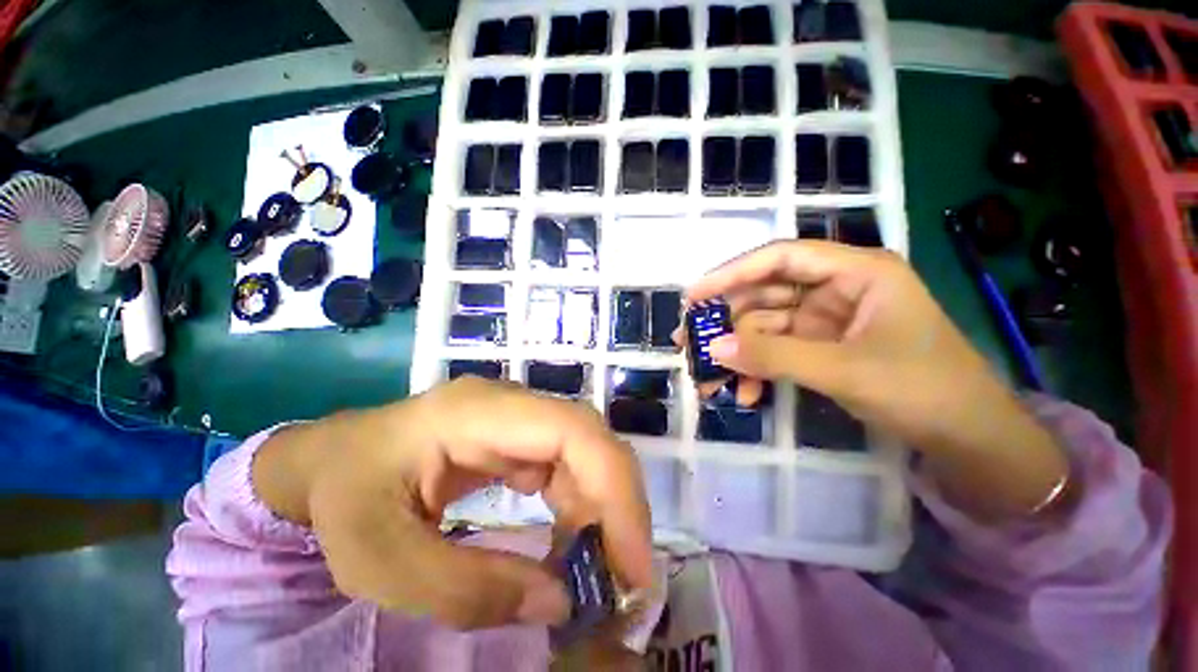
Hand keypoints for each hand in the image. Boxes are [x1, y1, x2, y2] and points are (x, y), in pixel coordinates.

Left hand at [252, 377, 653, 628]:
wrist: (333, 459)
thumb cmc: (345, 499)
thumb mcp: (381, 561)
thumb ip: (468, 589)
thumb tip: (560, 602)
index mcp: (477, 413)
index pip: (571, 432)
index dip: (614, 489)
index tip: (632, 564)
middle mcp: (511, 403)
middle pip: (589, 437)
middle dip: (618, 504)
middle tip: (625, 578)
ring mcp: (518, 415)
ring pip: (586, 449)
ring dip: (602, 508)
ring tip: (599, 569)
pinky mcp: (521, 434)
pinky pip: (569, 462)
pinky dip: (582, 505)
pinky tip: (572, 543)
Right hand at [686, 241, 1068, 517]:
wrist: (968, 439)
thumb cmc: (923, 390)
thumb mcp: (843, 370)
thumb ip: (773, 356)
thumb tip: (714, 348)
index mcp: (856, 272)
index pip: (779, 258)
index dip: (731, 273)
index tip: (694, 295)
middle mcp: (837, 288)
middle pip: (765, 294)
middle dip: (727, 323)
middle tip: (690, 345)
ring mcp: (828, 320)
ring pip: (765, 326)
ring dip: (738, 353)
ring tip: (710, 381)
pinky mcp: (822, 347)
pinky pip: (777, 350)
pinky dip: (757, 369)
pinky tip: (745, 393)